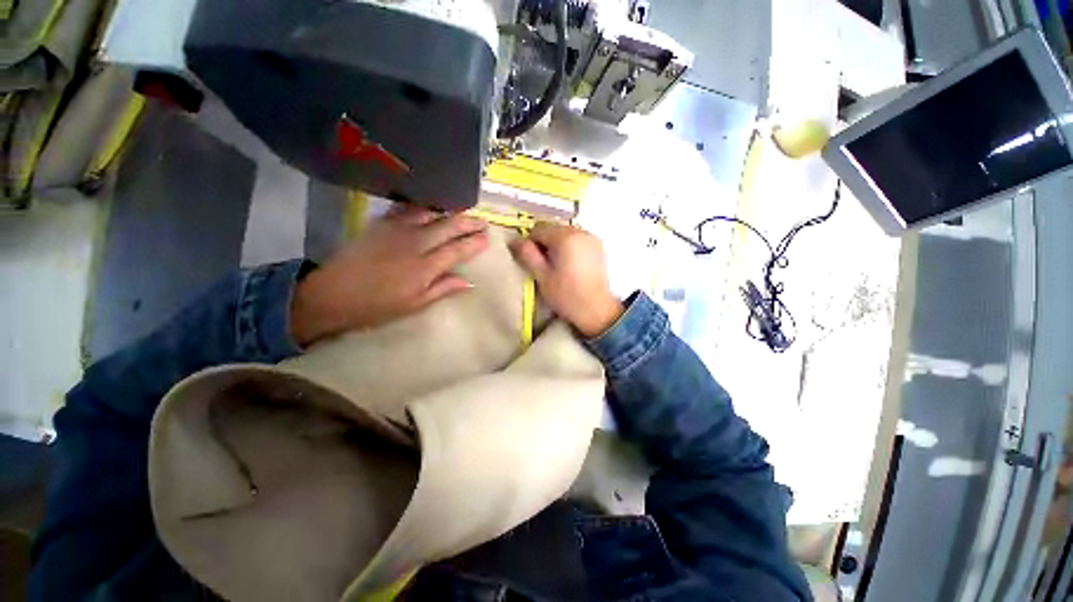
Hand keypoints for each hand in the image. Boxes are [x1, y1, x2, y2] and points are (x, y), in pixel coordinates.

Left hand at [291, 207, 488, 345]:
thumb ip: (442, 289)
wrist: (332, 294)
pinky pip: (406, 209)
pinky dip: (422, 206)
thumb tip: (468, 281)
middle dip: (468, 223)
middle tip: (482, 221)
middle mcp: (414, 244)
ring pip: (430, 213)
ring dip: (449, 211)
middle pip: (448, 227)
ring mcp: (396, 230)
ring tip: (462, 211)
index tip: (487, 238)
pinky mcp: (381, 224)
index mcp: (424, 268)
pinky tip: (430, 206)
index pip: (457, 250)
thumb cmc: (376, 307)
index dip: (474, 243)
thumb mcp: (413, 305)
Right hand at [510, 222, 622, 337]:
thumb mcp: (542, 277)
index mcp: (565, 237)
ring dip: (558, 244)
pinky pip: (578, 239)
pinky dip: (570, 246)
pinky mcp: (599, 247)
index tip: (531, 261)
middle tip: (543, 265)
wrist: (596, 310)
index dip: (530, 244)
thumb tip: (515, 240)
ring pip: (566, 233)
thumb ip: (528, 255)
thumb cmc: (566, 295)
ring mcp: (592, 238)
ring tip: (557, 266)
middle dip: (545, 243)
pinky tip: (570, 265)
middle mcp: (580, 232)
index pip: (539, 230)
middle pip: (553, 229)